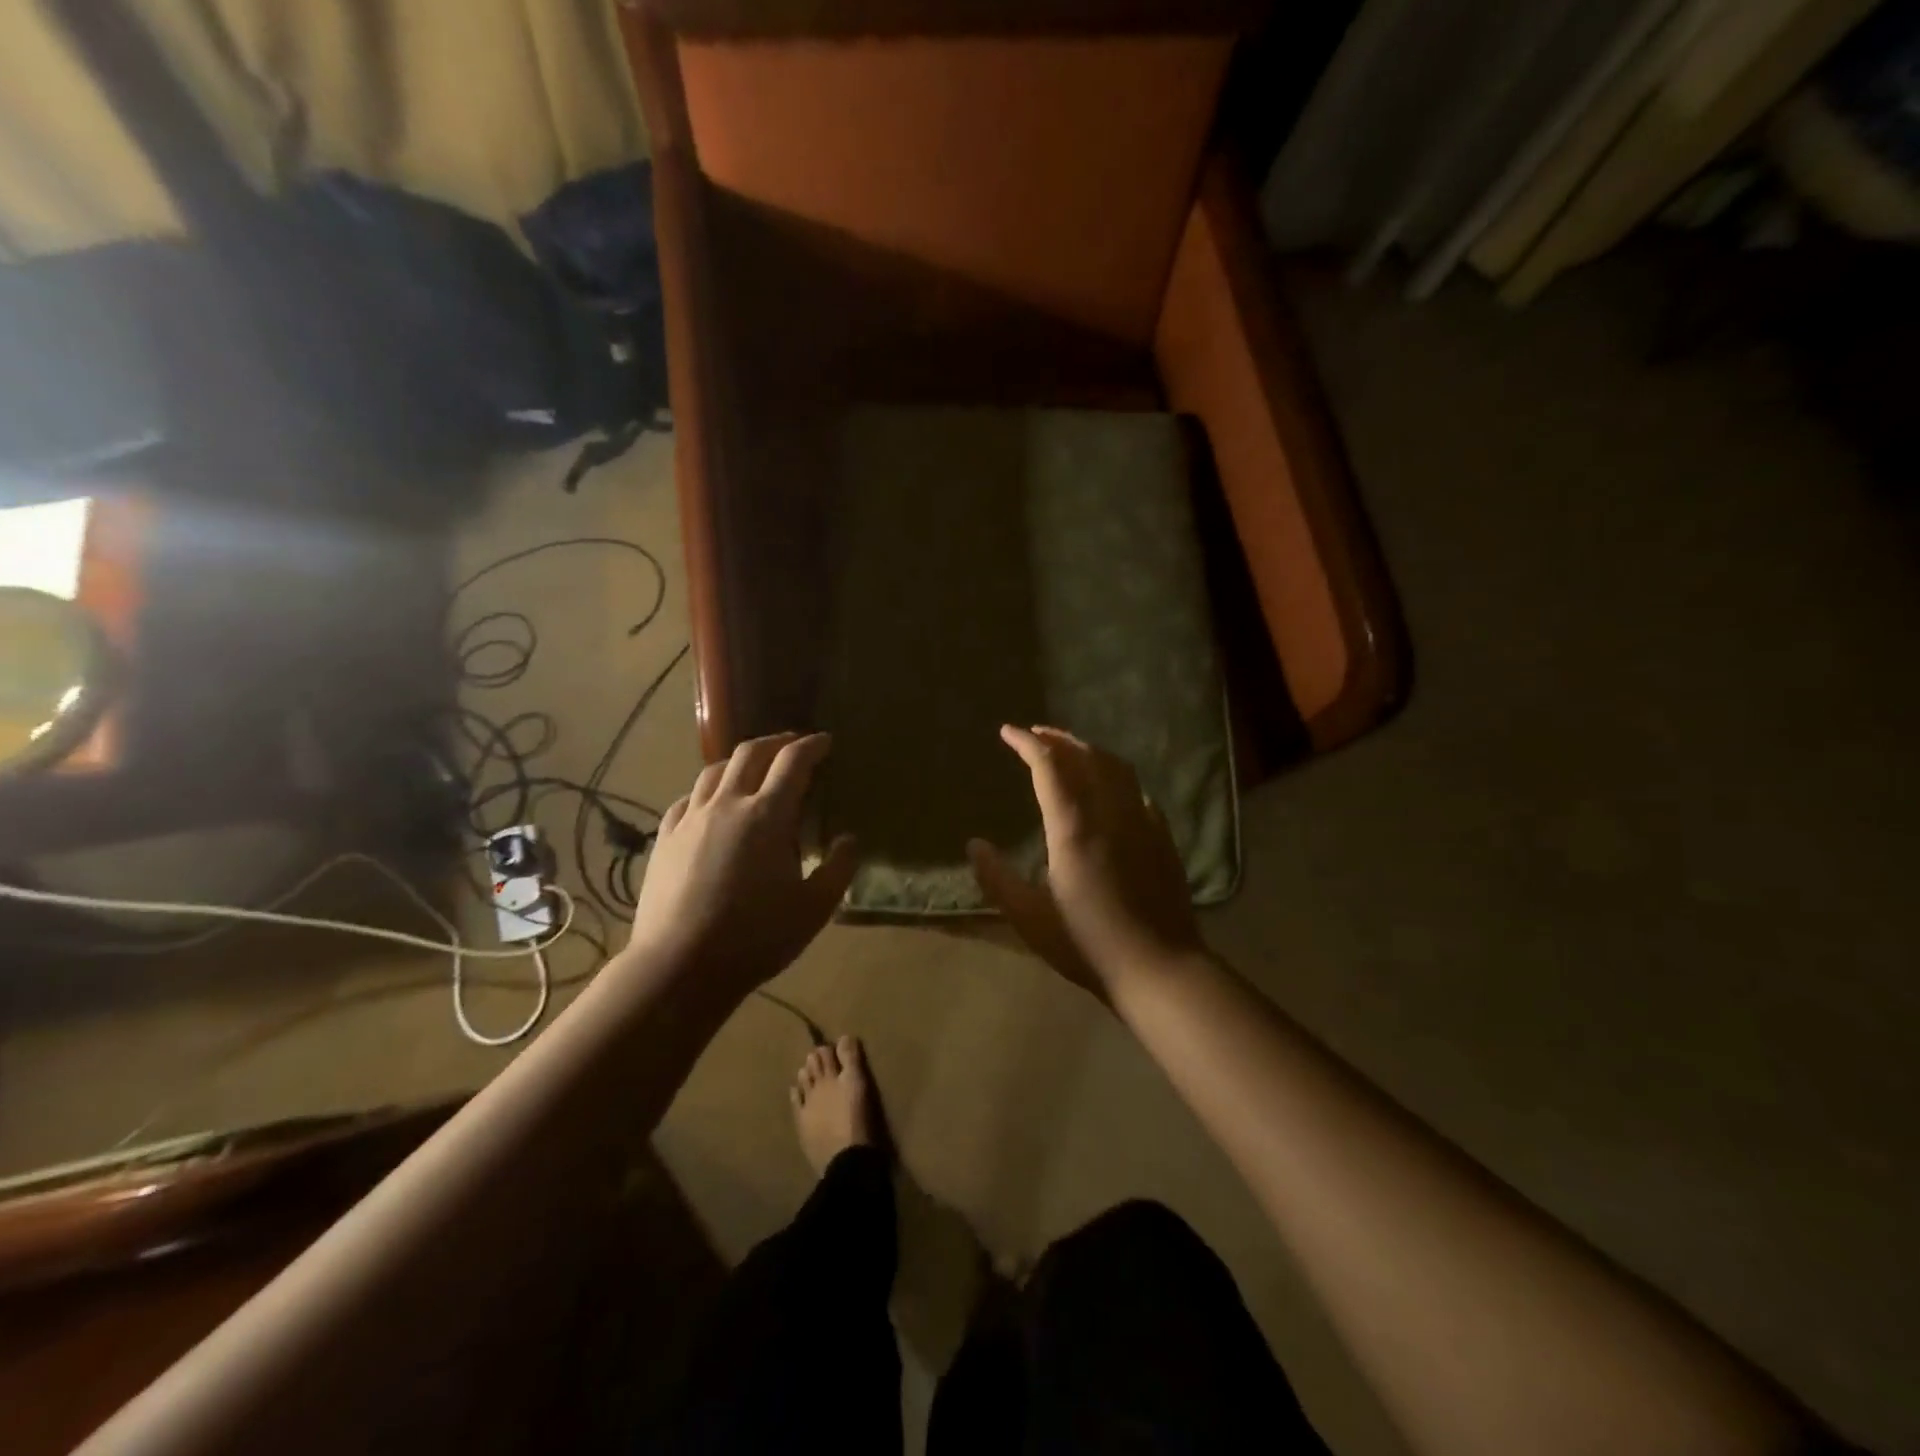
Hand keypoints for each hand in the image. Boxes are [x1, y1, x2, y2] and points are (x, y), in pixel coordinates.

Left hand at [628, 732, 857, 998]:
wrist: (679, 967)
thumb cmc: (755, 938)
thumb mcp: (813, 909)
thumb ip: (838, 869)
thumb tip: (848, 839)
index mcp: (768, 816)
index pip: (793, 762)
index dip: (812, 746)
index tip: (826, 741)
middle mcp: (727, 804)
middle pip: (750, 753)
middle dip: (776, 742)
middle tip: (793, 745)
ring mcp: (690, 819)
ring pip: (714, 770)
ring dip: (740, 761)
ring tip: (753, 768)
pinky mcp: (664, 838)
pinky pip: (688, 798)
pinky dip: (708, 790)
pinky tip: (711, 804)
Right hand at [968, 725, 1203, 997]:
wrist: (1158, 967)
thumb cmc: (1087, 944)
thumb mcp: (1029, 918)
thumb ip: (997, 878)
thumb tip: (974, 844)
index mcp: (1074, 827)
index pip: (1049, 766)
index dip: (1027, 743)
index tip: (1008, 732)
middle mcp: (1110, 812)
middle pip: (1085, 756)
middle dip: (1058, 738)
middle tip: (1035, 733)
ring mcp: (1141, 821)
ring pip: (1115, 767)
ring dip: (1088, 750)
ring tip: (1069, 749)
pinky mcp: (1162, 836)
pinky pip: (1136, 789)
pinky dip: (1115, 775)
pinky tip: (1110, 787)